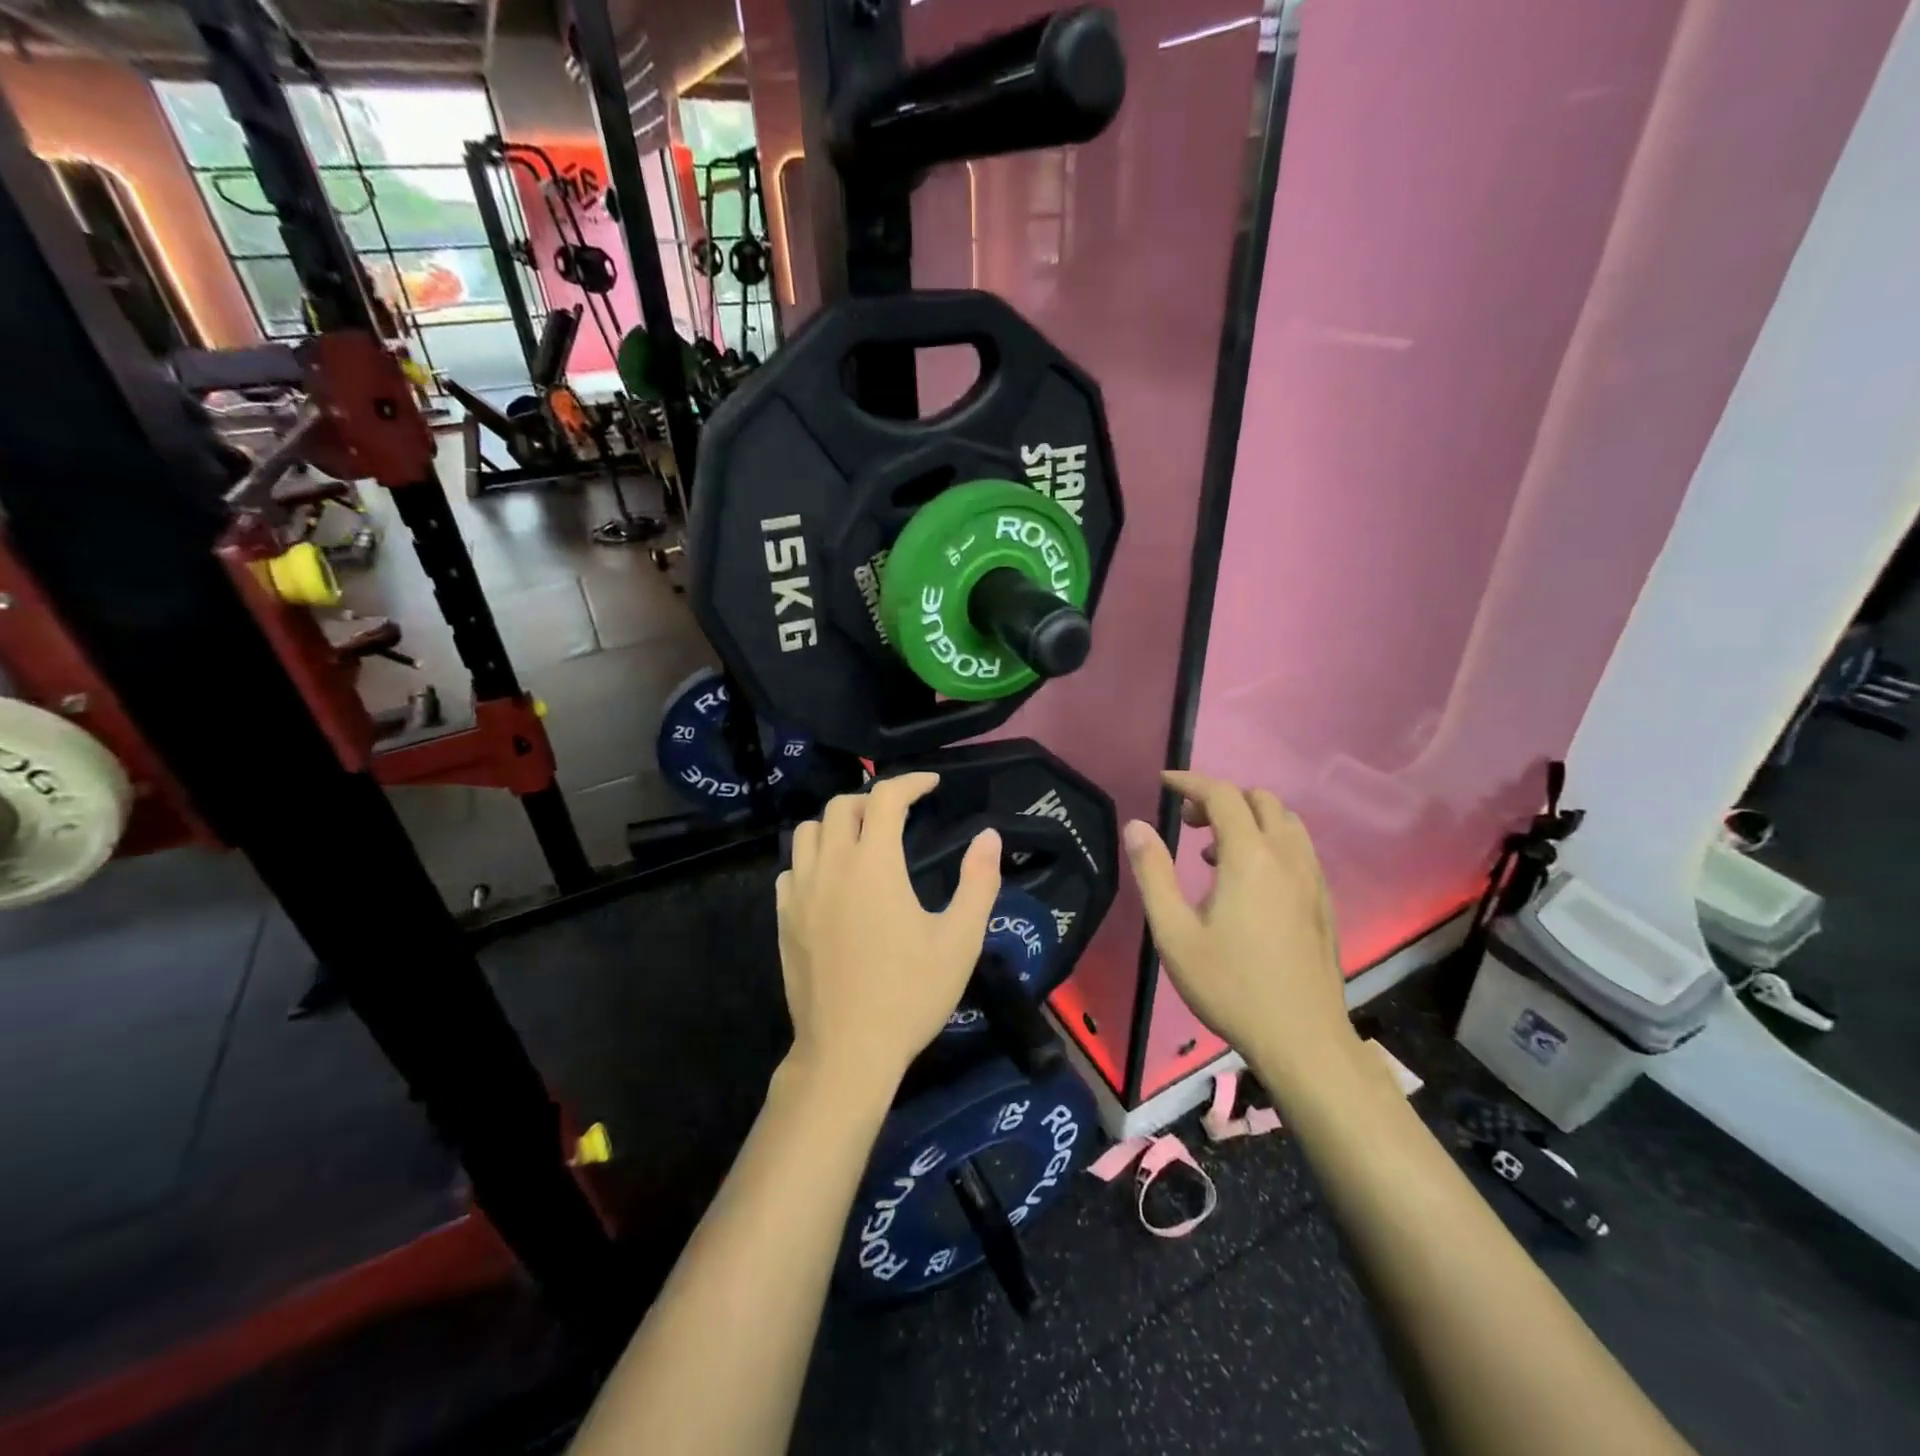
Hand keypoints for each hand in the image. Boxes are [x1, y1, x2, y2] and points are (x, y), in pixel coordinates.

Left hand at [776, 773, 1001, 1094]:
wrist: (848, 1051)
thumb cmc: (910, 994)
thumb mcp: (960, 940)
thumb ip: (978, 882)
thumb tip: (989, 835)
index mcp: (874, 864)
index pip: (885, 797)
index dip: (910, 782)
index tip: (932, 784)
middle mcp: (831, 867)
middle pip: (840, 806)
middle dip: (872, 799)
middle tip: (900, 814)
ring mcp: (800, 893)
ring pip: (807, 832)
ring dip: (836, 824)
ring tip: (862, 840)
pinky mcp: (784, 920)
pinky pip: (791, 869)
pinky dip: (812, 859)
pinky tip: (831, 881)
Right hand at [1123, 771, 1355, 1090]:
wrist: (1302, 1039)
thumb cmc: (1229, 985)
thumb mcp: (1174, 932)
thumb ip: (1153, 873)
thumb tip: (1136, 826)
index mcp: (1249, 857)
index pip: (1222, 795)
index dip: (1191, 782)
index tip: (1164, 783)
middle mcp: (1287, 857)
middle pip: (1260, 799)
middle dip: (1220, 798)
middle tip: (1188, 823)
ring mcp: (1312, 879)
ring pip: (1285, 821)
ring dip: (1248, 818)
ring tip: (1214, 852)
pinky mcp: (1324, 902)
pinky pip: (1298, 848)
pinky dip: (1269, 841)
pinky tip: (1248, 882)